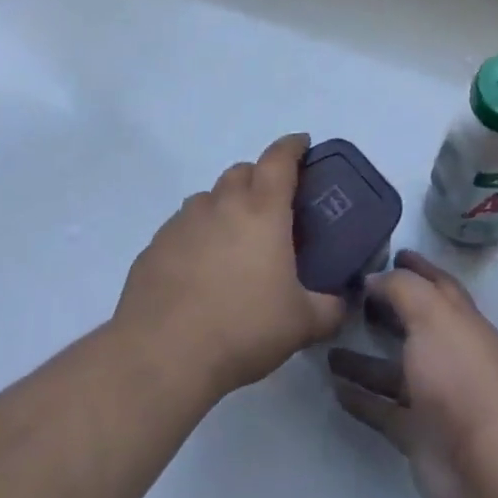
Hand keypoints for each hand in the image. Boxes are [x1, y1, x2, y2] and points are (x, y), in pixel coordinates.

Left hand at [115, 133, 346, 402]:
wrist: (163, 354)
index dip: (293, 146)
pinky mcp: (155, 245)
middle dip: (259, 178)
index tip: (303, 144)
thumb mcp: (302, 324)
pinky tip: (199, 269)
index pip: (279, 159)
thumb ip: (330, 308)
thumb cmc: (243, 329)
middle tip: (271, 207)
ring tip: (234, 241)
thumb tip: (342, 303)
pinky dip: (197, 235)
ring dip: (225, 206)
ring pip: (208, 198)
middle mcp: (220, 204)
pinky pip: (182, 227)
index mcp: (262, 211)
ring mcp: (182, 222)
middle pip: (241, 171)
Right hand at [329, 250, 497, 497]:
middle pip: (414, 325)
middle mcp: (450, 356)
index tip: (389, 253)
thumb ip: (401, 288)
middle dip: (385, 309)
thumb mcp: (432, 315)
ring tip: (326, 344)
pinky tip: (333, 387)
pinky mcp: (418, 435)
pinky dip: (361, 399)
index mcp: (461, 322)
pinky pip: (383, 410)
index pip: (438, 286)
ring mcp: (435, 398)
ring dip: (363, 358)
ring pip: (393, 370)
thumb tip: (375, 278)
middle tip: (346, 295)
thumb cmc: (460, 378)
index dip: (416, 268)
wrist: (487, 470)